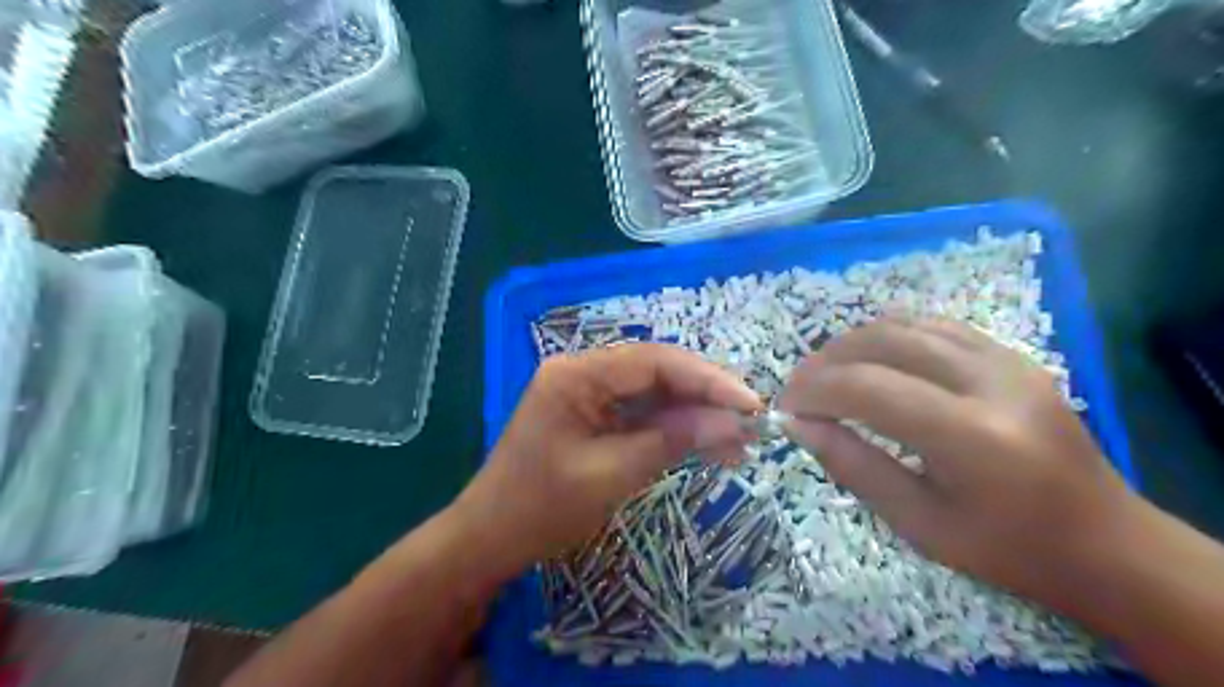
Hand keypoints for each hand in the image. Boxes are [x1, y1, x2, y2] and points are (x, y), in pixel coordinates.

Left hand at [450, 346, 756, 575]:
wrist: (490, 539)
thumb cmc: (540, 508)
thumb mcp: (610, 475)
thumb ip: (670, 441)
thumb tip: (731, 423)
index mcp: (576, 375)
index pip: (653, 361)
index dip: (706, 379)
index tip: (749, 404)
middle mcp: (583, 372)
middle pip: (657, 373)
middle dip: (704, 397)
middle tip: (749, 425)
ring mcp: (589, 394)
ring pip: (655, 394)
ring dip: (694, 416)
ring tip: (737, 444)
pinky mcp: (595, 417)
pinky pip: (643, 414)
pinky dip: (674, 430)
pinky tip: (707, 447)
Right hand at [779, 319, 1143, 607]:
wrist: (1104, 541)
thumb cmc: (1007, 548)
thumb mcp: (918, 524)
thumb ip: (852, 466)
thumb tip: (797, 424)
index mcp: (972, 437)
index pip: (867, 388)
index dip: (814, 390)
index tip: (786, 408)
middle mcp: (991, 382)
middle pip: (882, 341)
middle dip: (825, 361)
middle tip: (799, 389)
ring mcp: (1006, 360)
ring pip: (904, 324)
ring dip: (851, 343)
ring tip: (826, 373)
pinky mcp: (1011, 354)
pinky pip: (933, 325)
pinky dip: (888, 335)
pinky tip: (870, 360)